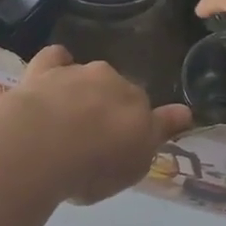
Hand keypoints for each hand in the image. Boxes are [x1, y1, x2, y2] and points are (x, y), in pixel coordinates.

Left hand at [1, 46, 192, 204]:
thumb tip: (183, 113)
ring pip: (89, 76)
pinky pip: (56, 57)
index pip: (150, 112)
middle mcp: (114, 83)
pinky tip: (52, 75)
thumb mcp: (132, 168)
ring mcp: (79, 73)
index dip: (145, 123)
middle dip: (111, 107)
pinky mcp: (46, 69)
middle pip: (118, 91)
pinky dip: (57, 63)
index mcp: (139, 107)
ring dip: (83, 91)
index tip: (138, 134)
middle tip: (94, 136)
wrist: (42, 146)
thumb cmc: (92, 167)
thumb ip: (154, 138)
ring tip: (66, 119)